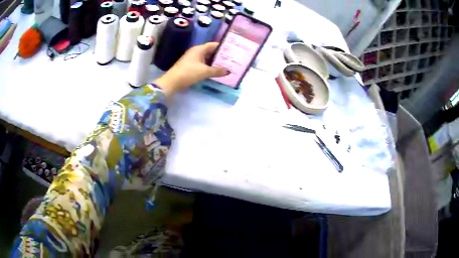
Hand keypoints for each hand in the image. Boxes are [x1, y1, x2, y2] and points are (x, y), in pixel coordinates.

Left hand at [154, 42, 228, 98]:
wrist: (172, 82)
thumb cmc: (188, 73)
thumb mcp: (204, 72)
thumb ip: (217, 71)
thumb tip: (228, 71)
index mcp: (199, 49)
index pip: (213, 45)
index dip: (223, 47)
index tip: (233, 50)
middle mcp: (196, 52)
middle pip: (210, 51)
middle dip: (220, 56)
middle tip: (232, 59)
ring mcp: (192, 59)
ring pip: (207, 58)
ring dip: (215, 62)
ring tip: (226, 66)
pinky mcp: (190, 66)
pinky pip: (203, 64)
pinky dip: (209, 67)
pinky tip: (216, 71)